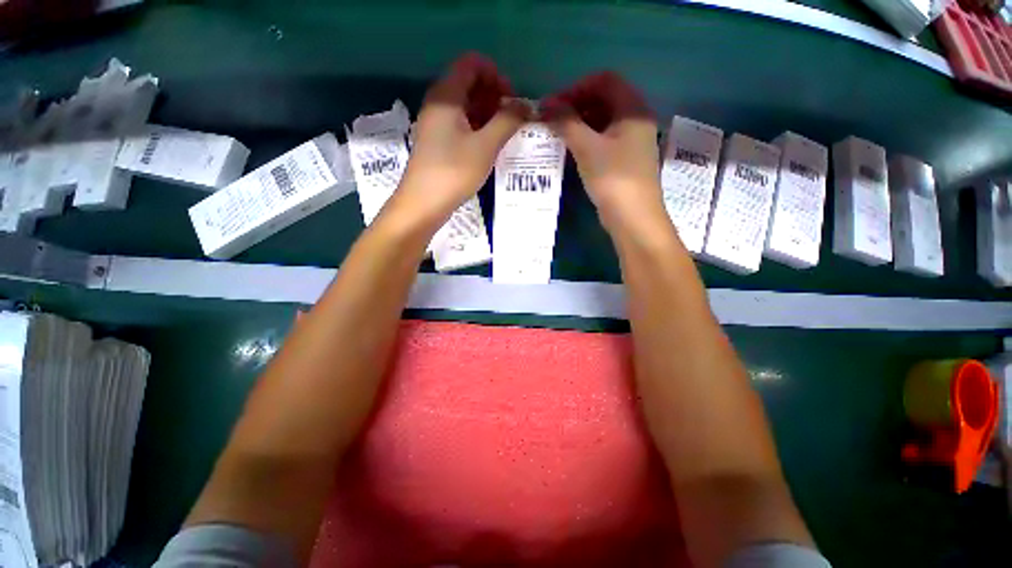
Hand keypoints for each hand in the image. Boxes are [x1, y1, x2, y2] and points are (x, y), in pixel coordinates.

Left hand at [400, 53, 530, 218]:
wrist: (423, 204)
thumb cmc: (454, 172)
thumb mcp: (486, 146)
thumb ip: (507, 121)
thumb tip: (526, 105)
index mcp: (446, 95)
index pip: (472, 64)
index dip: (495, 75)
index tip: (512, 99)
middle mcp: (438, 103)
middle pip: (469, 83)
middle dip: (494, 95)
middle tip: (512, 119)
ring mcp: (436, 123)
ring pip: (465, 106)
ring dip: (487, 114)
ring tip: (504, 134)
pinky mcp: (437, 141)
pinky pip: (460, 124)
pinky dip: (477, 128)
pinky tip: (489, 145)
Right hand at [542, 72, 662, 232]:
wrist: (633, 218)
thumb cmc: (613, 178)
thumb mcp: (587, 147)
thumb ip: (566, 123)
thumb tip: (545, 105)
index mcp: (633, 109)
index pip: (604, 81)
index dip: (577, 88)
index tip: (554, 106)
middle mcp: (635, 121)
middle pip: (604, 100)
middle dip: (576, 107)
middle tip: (553, 122)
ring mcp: (631, 142)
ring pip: (602, 122)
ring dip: (579, 125)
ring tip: (558, 137)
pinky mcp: (623, 161)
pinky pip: (603, 141)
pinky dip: (586, 141)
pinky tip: (571, 152)